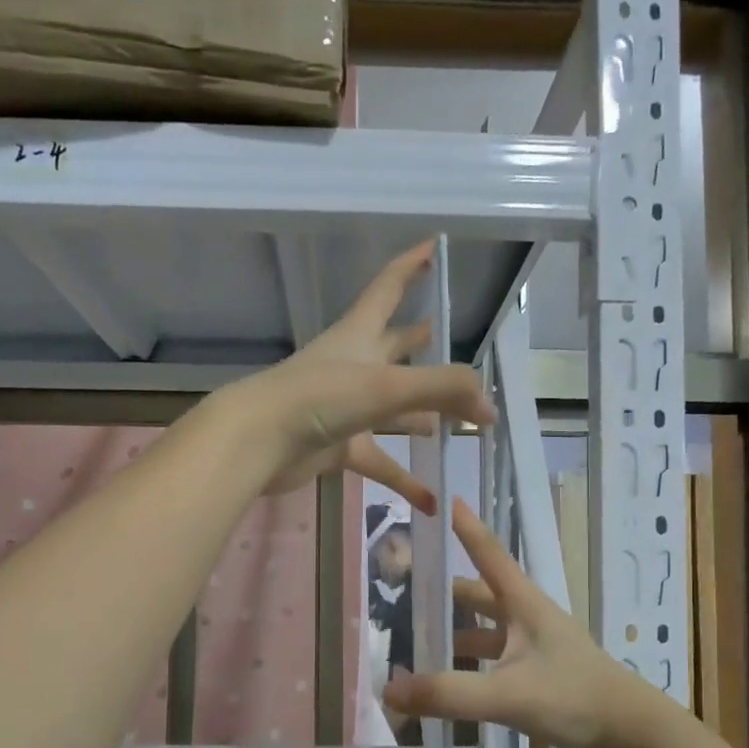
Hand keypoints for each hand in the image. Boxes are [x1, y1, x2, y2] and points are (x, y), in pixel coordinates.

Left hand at [223, 239, 495, 510]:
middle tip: (458, 344)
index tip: (436, 247)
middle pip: (397, 348)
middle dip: (426, 345)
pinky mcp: (338, 446)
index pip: (389, 286)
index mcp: (360, 334)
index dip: (412, 265)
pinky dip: (404, 480)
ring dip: (424, 415)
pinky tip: (432, 500)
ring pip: (394, 409)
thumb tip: (490, 408)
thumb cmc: (319, 397)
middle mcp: (354, 365)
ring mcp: (345, 408)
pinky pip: (381, 462)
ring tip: (459, 424)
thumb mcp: (387, 385)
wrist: (258, 442)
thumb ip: (444, 390)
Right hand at [383, 501, 653, 747]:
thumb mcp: (507, 694)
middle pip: (478, 594)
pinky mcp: (537, 675)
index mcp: (523, 604)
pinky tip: (446, 681)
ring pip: (484, 629)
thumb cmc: (574, 697)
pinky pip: (492, 659)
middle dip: (443, 591)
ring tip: (414, 640)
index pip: (488, 553)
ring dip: (454, 632)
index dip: (465, 527)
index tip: (441, 499)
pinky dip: (468, 665)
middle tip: (401, 592)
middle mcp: (527, 618)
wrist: (631, 734)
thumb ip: (448, 693)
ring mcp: (533, 647)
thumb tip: (389, 690)